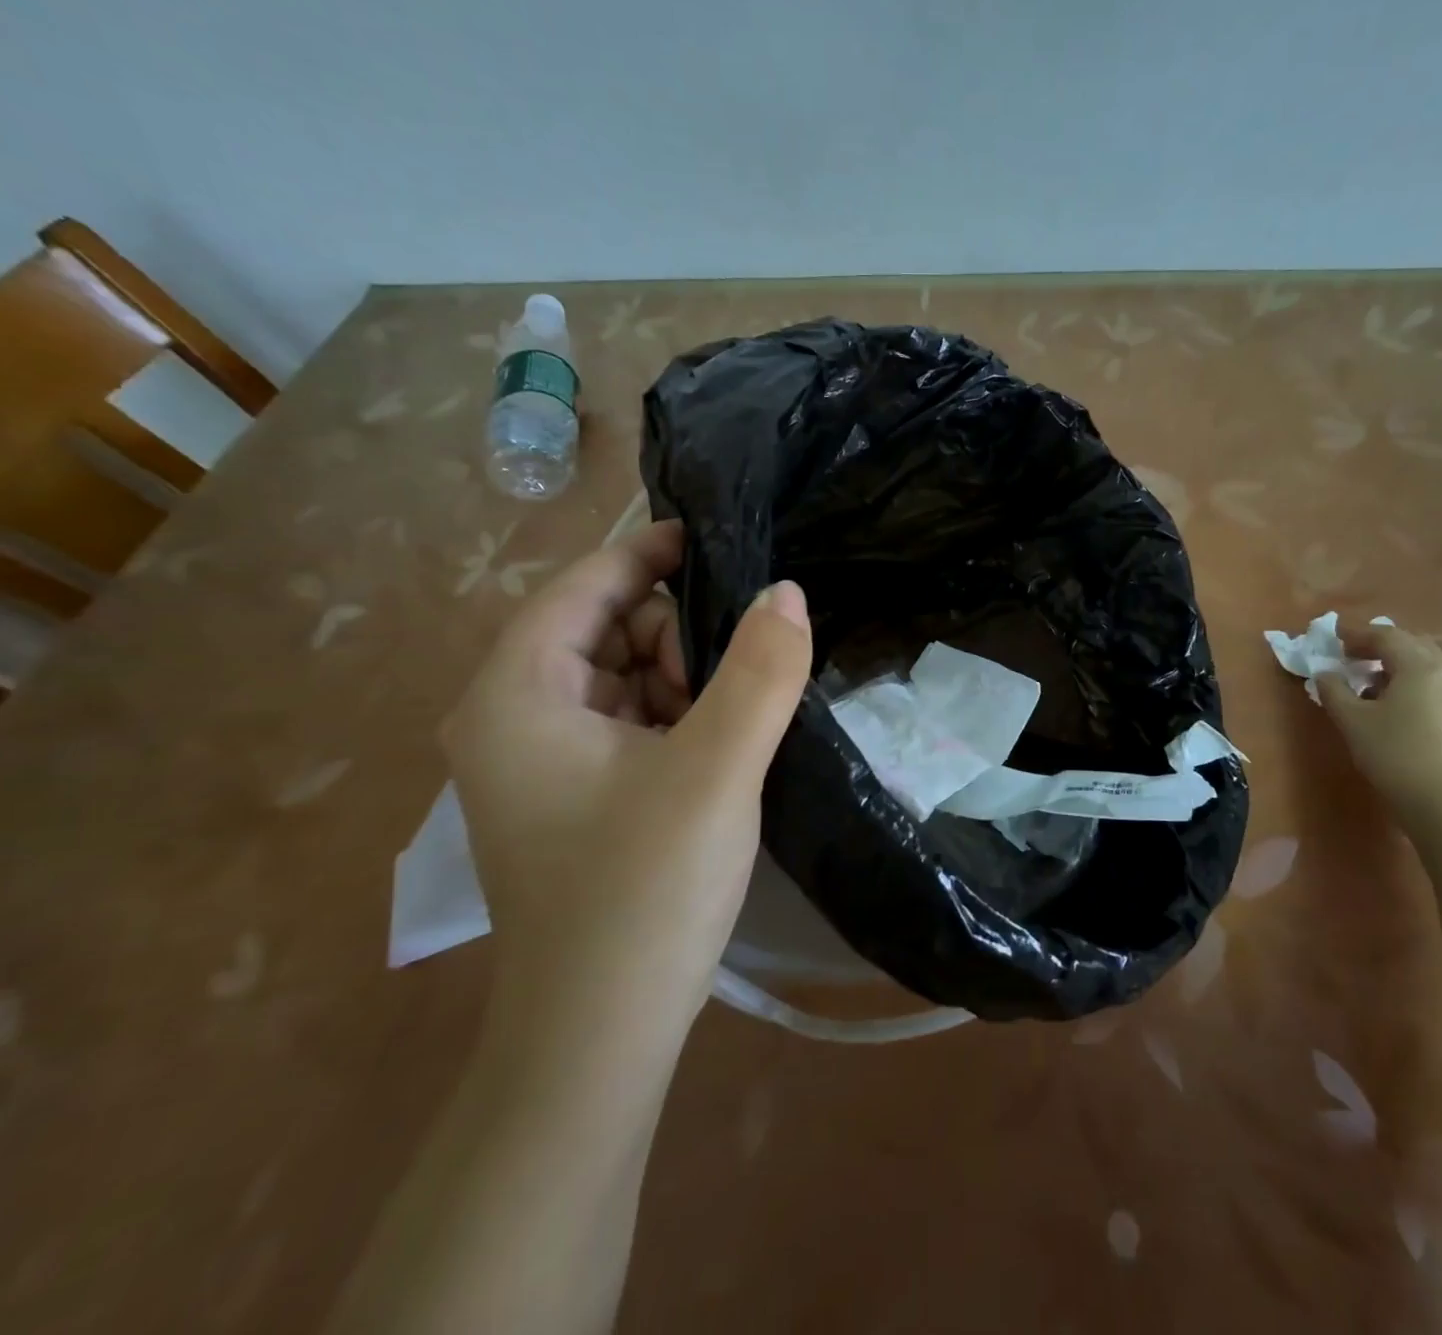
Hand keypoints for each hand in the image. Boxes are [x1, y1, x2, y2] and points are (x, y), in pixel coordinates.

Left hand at [440, 520, 812, 1053]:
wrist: (600, 1039)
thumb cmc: (643, 893)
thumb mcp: (717, 769)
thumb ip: (760, 671)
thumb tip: (788, 591)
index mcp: (517, 693)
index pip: (584, 584)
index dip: (652, 552)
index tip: (726, 542)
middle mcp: (513, 714)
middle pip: (608, 626)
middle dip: (678, 635)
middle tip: (738, 681)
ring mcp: (544, 758)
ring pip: (627, 673)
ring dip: (687, 678)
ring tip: (734, 723)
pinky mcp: (576, 791)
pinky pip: (633, 718)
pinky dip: (680, 715)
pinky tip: (722, 745)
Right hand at [1314, 624, 1441, 817]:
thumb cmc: (1394, 753)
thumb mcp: (1352, 721)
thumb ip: (1334, 691)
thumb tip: (1324, 673)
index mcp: (1419, 666)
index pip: (1386, 635)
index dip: (1357, 634)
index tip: (1334, 638)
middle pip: (1412, 646)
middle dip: (1380, 646)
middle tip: (1352, 657)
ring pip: (1427, 668)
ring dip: (1397, 667)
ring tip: (1371, 684)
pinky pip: (1436, 688)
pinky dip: (1412, 686)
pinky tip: (1396, 709)